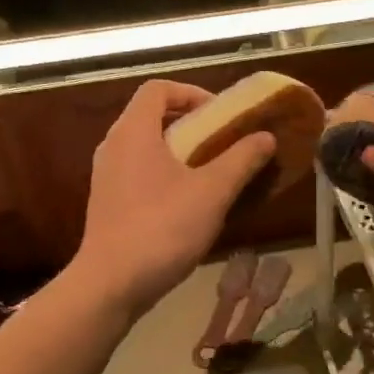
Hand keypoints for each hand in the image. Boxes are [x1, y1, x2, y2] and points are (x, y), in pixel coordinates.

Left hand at [73, 80, 277, 315]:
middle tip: (223, 143)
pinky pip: (139, 173)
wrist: (111, 285)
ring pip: (146, 148)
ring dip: (180, 152)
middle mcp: (113, 146)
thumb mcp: (212, 192)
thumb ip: (242, 159)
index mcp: (133, 132)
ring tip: (212, 174)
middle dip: (191, 124)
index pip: (158, 89)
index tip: (220, 114)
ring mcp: (106, 176)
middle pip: (152, 117)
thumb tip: (266, 136)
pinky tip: (190, 204)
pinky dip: (165, 175)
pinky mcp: (107, 203)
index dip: (191, 93)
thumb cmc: (162, 228)